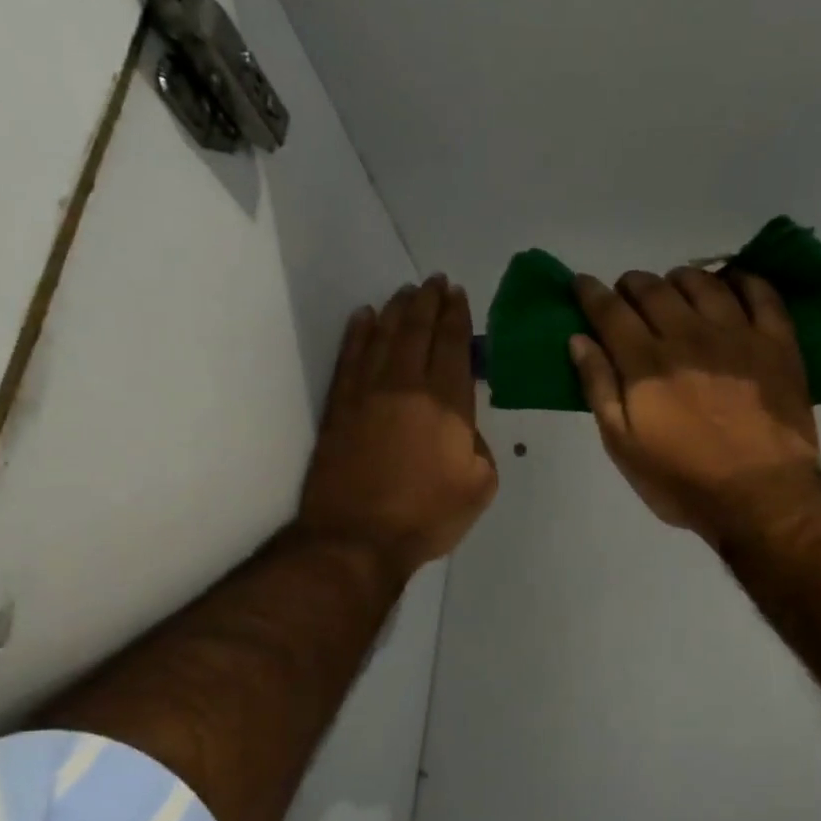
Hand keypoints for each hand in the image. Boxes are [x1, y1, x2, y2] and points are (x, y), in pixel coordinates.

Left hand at [299, 275, 497, 578]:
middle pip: (418, 332)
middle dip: (429, 302)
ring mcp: (367, 394)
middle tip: (435, 282)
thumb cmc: (427, 517)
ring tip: (406, 292)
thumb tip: (465, 428)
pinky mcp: (339, 408)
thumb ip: (481, 447)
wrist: (357, 539)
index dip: (457, 317)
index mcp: (446, 405)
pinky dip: (358, 333)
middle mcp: (406, 387)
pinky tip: (364, 317)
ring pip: (383, 337)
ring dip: (397, 310)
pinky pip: (349, 358)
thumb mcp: (480, 487)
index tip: (459, 294)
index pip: (453, 347)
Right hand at [569, 268, 819, 539]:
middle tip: (627, 294)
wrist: (762, 497)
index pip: (610, 311)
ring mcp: (736, 334)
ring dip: (680, 279)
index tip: (581, 283)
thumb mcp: (624, 447)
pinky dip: (740, 280)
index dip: (591, 293)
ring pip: (702, 282)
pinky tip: (731, 284)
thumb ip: (600, 389)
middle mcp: (688, 336)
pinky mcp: (776, 342)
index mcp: (645, 363)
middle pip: (653, 289)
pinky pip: (760, 292)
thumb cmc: (683, 481)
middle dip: (632, 284)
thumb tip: (580, 340)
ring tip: (675, 289)